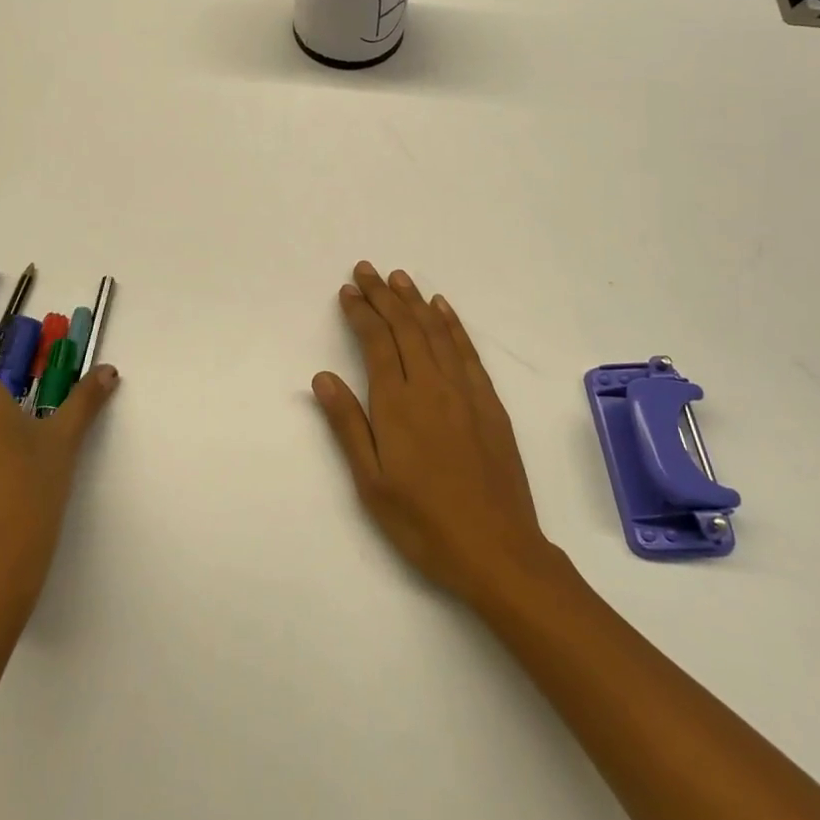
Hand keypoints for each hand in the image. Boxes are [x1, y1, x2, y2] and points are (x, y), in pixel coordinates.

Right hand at [312, 263, 557, 607]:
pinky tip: (443, 308)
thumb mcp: (371, 483)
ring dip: (416, 301)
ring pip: (436, 332)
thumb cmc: (423, 522)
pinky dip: (453, 324)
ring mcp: (464, 392)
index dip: (361, 312)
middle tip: (367, 269)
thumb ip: (347, 425)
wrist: (497, 549)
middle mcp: (431, 386)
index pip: (376, 342)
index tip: (348, 290)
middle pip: (405, 327)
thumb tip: (322, 377)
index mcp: (397, 404)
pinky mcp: (489, 404)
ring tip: (400, 277)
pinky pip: (468, 351)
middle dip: (384, 295)